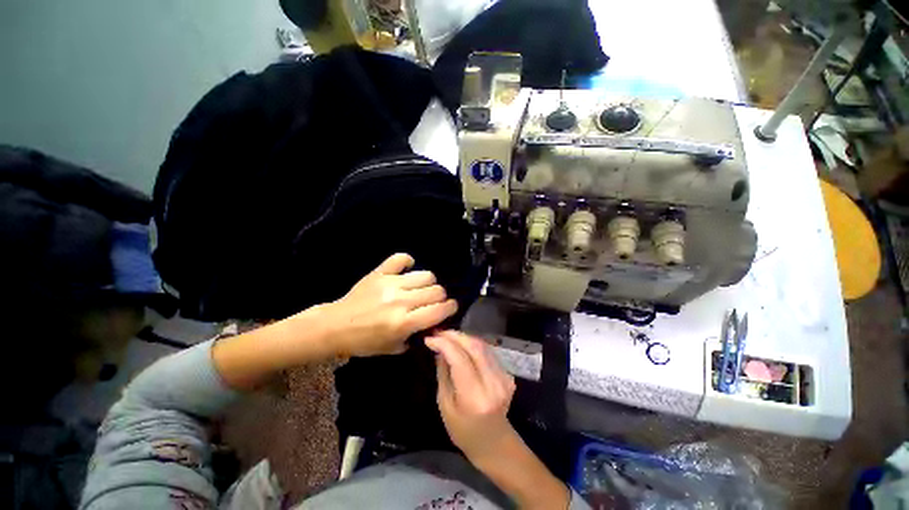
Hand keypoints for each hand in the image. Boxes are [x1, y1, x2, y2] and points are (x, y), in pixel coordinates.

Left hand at [322, 253, 457, 356]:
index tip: (450, 308)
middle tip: (434, 301)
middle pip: (437, 291)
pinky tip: (407, 270)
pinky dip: (407, 262)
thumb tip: (434, 323)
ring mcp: (390, 284)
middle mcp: (400, 301)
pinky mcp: (380, 272)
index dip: (451, 308)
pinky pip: (401, 258)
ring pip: (425, 275)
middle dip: (441, 297)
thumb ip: (417, 336)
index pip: (439, 310)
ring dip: (429, 283)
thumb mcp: (394, 348)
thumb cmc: (365, 341)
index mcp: (404, 323)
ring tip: (421, 288)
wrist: (335, 326)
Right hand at [426, 330, 517, 462]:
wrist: (494, 442)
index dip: (444, 344)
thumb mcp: (445, 404)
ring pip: (483, 345)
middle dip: (455, 335)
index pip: (460, 359)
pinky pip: (488, 352)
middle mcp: (493, 384)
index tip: (430, 338)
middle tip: (439, 332)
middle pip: (475, 347)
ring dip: (464, 337)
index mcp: (475, 397)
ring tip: (448, 336)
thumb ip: (443, 373)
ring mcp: (504, 378)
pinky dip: (473, 345)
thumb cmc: (463, 430)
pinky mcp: (508, 374)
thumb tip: (439, 348)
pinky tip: (462, 345)